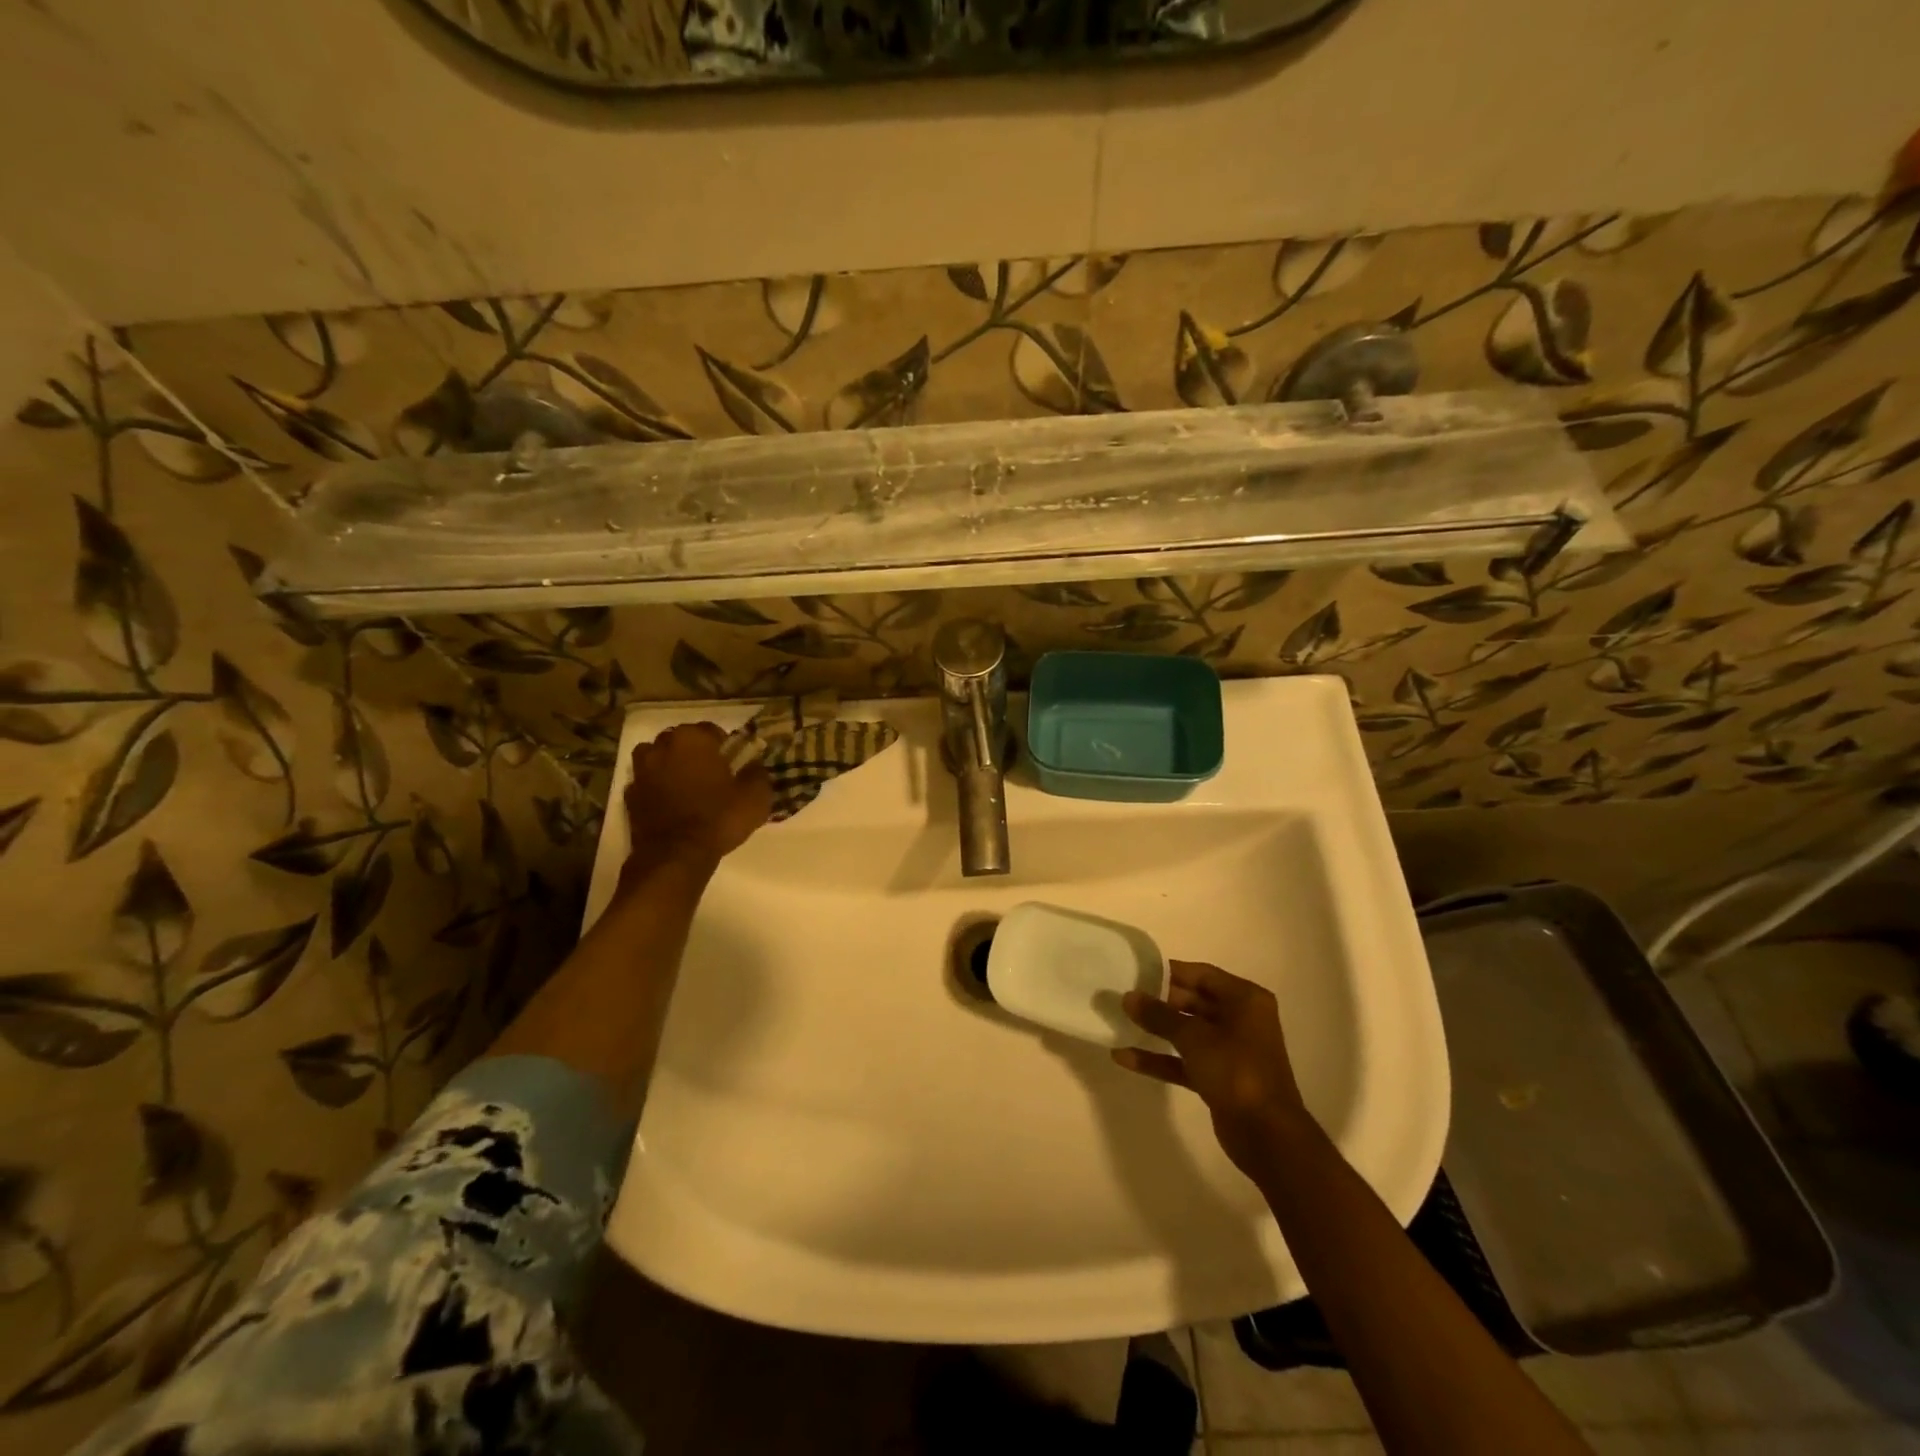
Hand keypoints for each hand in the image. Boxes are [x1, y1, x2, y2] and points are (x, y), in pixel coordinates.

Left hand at [621, 722, 772, 881]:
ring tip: (686, 786)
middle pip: (681, 740)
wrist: (676, 856)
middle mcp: (662, 746)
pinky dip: (655, 788)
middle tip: (712, 775)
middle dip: (695, 753)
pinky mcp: (629, 795)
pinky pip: (646, 783)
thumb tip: (754, 765)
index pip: (712, 730)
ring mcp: (641, 771)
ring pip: (658, 758)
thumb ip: (758, 773)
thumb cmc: (719, 819)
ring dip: (670, 766)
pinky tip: (669, 804)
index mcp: (693, 739)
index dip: (725, 747)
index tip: (734, 765)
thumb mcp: (757, 797)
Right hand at [1113, 961, 1309, 1177]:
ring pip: (1187, 1032)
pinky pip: (1185, 1060)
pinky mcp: (1219, 1078)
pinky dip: (1160, 1058)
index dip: (1169, 972)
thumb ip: (1159, 1016)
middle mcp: (1240, 1020)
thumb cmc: (1236, 1071)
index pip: (1202, 975)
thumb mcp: (1194, 1038)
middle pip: (1193, 1002)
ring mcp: (1229, 1051)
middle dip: (1159, 1002)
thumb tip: (1128, 997)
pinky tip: (1125, 1057)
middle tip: (1122, 996)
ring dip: (1156, 1030)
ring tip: (1119, 1022)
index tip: (1135, 971)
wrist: (1267, 1136)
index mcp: (1245, 1000)